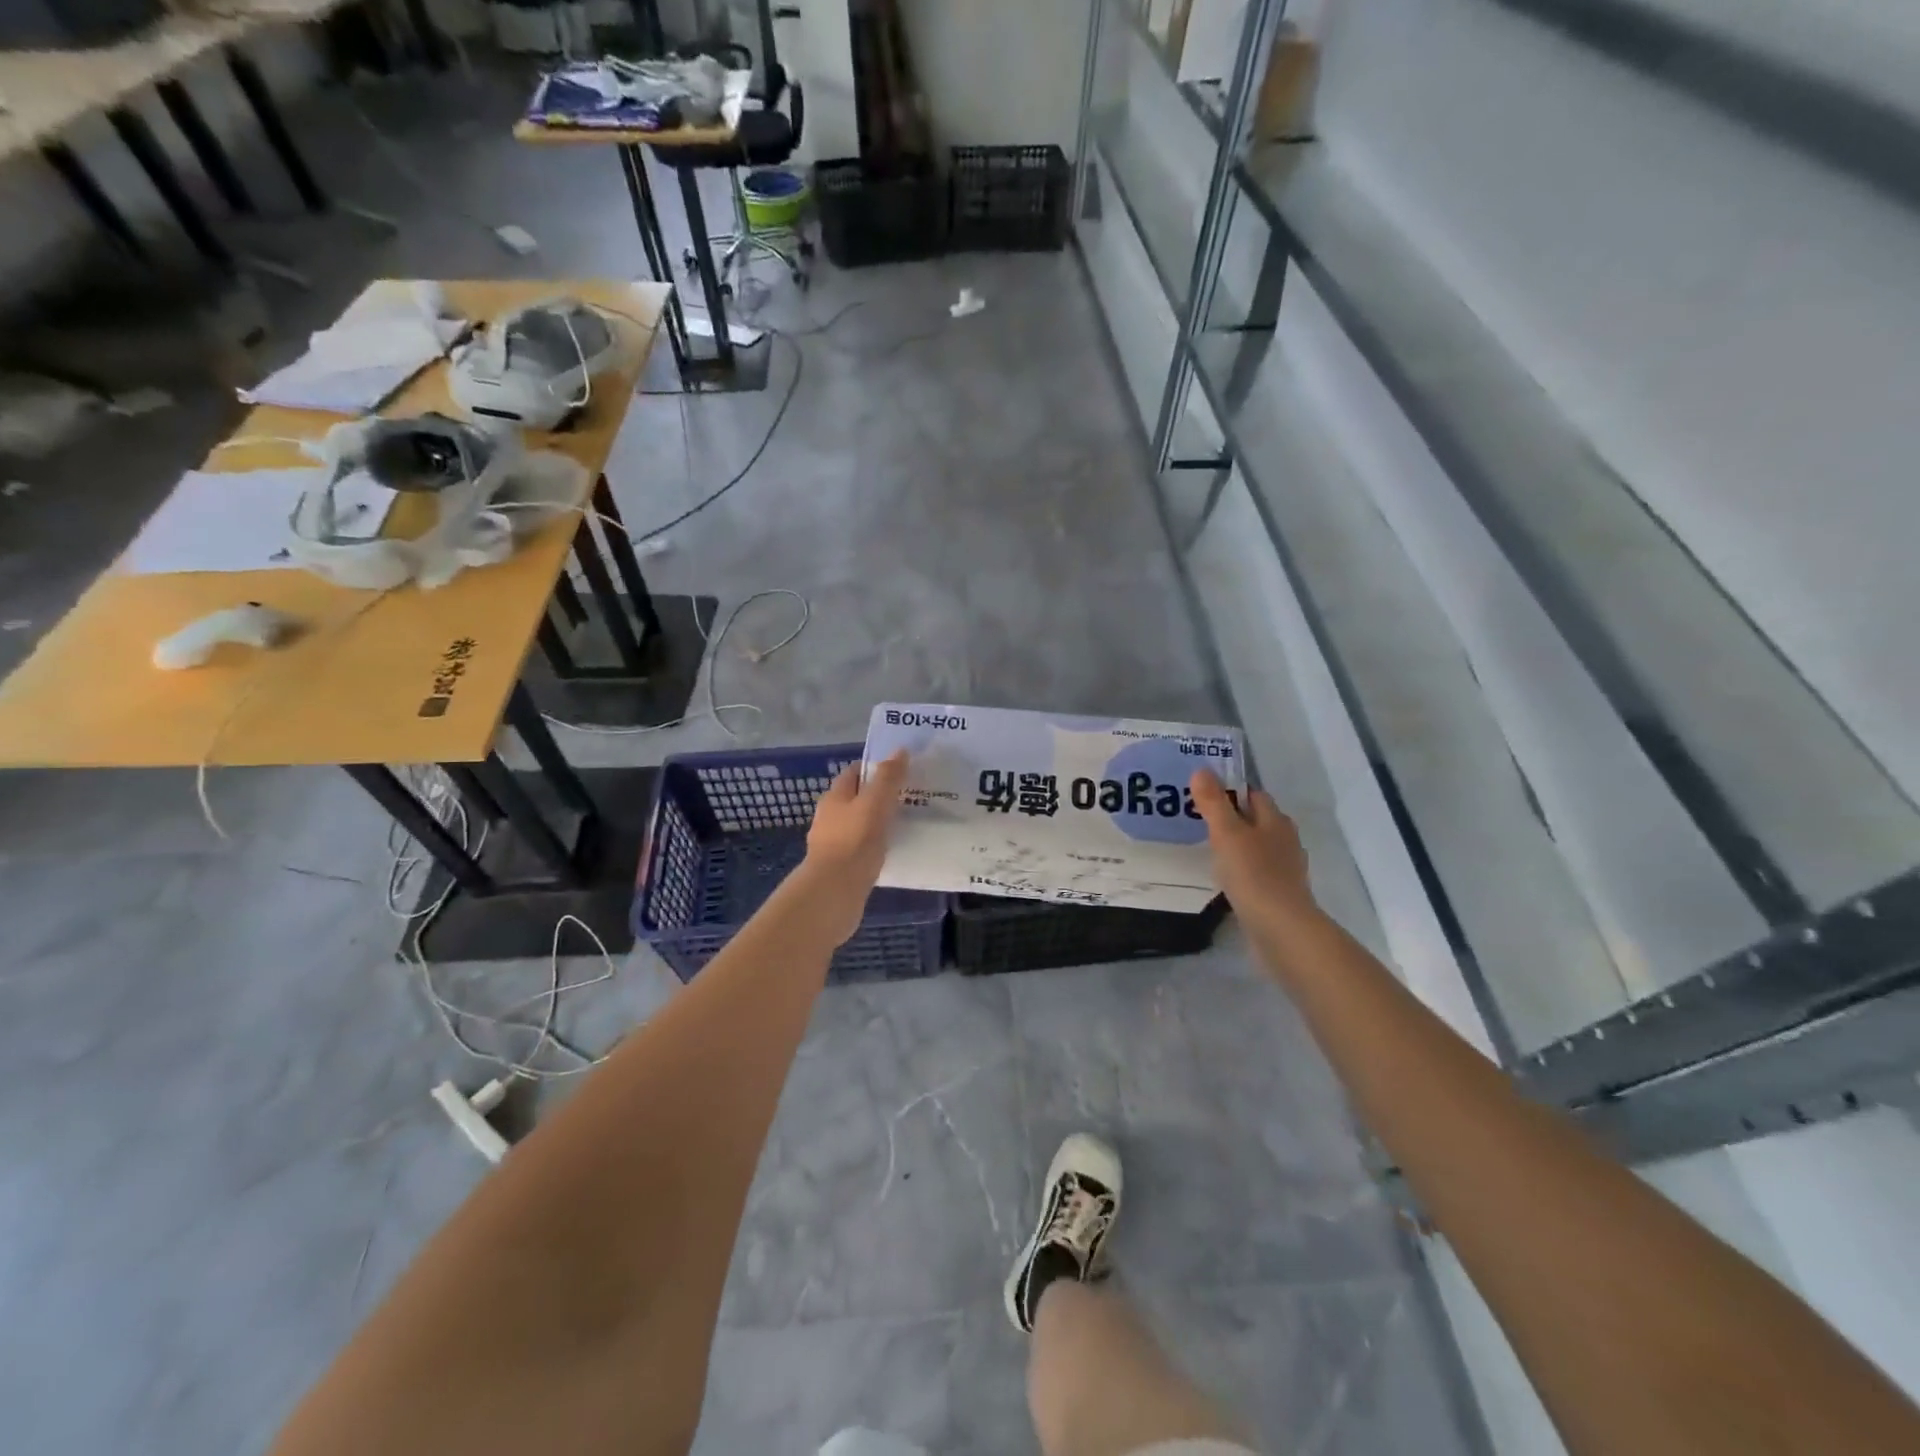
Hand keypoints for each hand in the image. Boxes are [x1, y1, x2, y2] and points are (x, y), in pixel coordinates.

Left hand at [800, 750, 908, 943]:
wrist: (834, 892)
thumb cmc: (855, 841)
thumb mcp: (875, 803)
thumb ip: (888, 778)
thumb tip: (900, 751)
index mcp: (835, 797)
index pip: (854, 773)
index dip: (875, 768)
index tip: (900, 770)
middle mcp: (829, 817)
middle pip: (855, 799)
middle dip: (878, 796)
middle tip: (908, 797)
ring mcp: (832, 844)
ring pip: (858, 825)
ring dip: (877, 822)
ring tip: (905, 823)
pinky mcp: (840, 867)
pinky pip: (861, 849)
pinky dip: (875, 846)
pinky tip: (892, 851)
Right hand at [1190, 769, 1316, 930]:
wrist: (1280, 929)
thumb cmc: (1253, 874)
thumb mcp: (1226, 834)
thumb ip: (1214, 803)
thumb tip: (1202, 770)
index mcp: (1275, 821)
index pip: (1253, 795)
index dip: (1231, 791)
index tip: (1204, 795)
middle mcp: (1285, 840)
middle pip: (1256, 821)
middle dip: (1232, 818)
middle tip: (1199, 821)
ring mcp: (1284, 869)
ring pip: (1257, 847)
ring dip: (1236, 846)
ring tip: (1207, 849)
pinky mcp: (1279, 893)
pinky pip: (1256, 872)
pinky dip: (1241, 870)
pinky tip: (1224, 878)